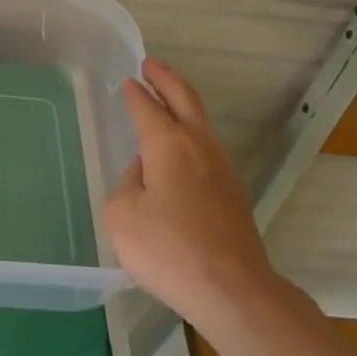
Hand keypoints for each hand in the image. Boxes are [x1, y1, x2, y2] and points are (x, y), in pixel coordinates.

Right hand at [101, 60, 276, 325]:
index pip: (147, 108)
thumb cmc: (169, 249)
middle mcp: (199, 146)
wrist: (232, 290)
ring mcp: (222, 168)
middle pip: (185, 100)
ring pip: (202, 122)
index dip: (135, 93)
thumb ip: (127, 183)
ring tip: (166, 98)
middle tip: (151, 65)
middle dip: (166, 79)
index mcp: (169, 144)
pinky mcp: (234, 192)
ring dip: (183, 103)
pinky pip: (208, 147)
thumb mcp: (122, 215)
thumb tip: (145, 173)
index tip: (127, 81)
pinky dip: (192, 132)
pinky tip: (182, 148)